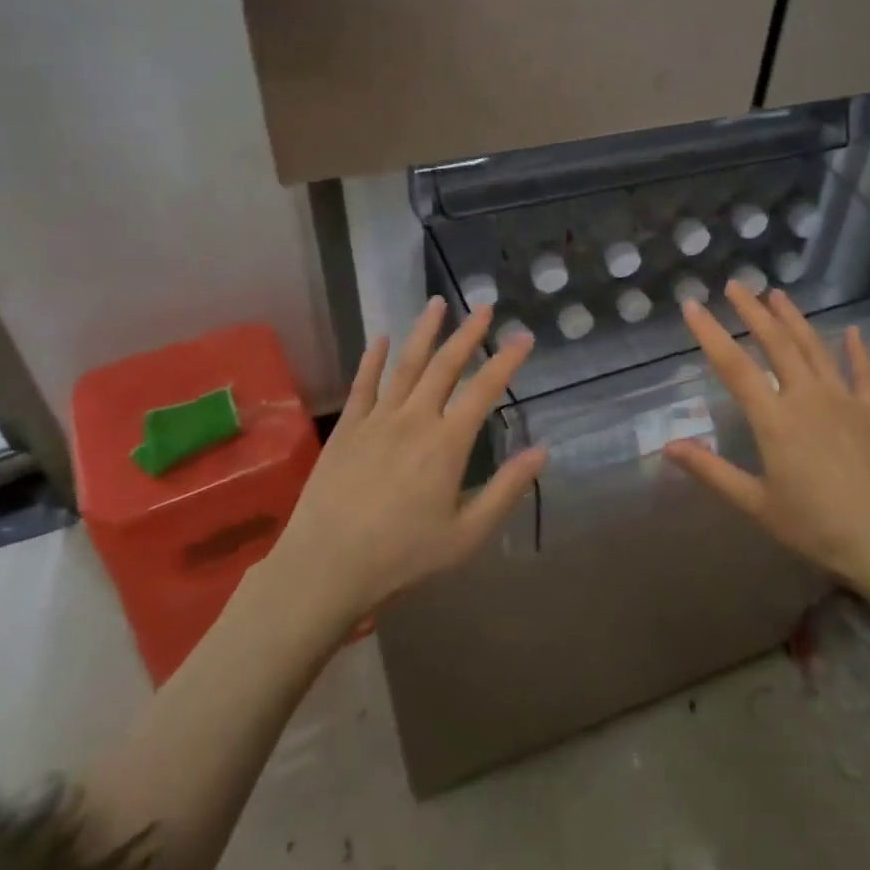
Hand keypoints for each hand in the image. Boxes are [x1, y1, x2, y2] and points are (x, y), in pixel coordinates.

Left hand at [269, 298, 545, 626]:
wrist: (326, 566)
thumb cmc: (402, 556)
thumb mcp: (466, 534)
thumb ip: (506, 490)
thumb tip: (542, 452)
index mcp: (447, 443)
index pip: (483, 390)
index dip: (506, 361)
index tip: (524, 337)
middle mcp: (414, 419)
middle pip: (445, 366)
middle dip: (468, 334)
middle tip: (484, 306)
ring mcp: (376, 419)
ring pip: (405, 365)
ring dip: (424, 332)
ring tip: (437, 303)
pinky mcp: (347, 428)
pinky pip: (363, 384)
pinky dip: (373, 358)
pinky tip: (381, 338)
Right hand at [664, 282, 869, 633]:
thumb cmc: (818, 528)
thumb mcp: (756, 504)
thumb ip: (711, 471)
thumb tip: (668, 446)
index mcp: (775, 419)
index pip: (734, 366)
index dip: (710, 333)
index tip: (692, 305)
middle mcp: (808, 397)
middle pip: (776, 343)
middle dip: (753, 311)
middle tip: (736, 285)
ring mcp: (845, 400)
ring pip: (815, 348)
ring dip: (795, 319)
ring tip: (777, 294)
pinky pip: (864, 372)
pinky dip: (856, 349)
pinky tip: (851, 331)